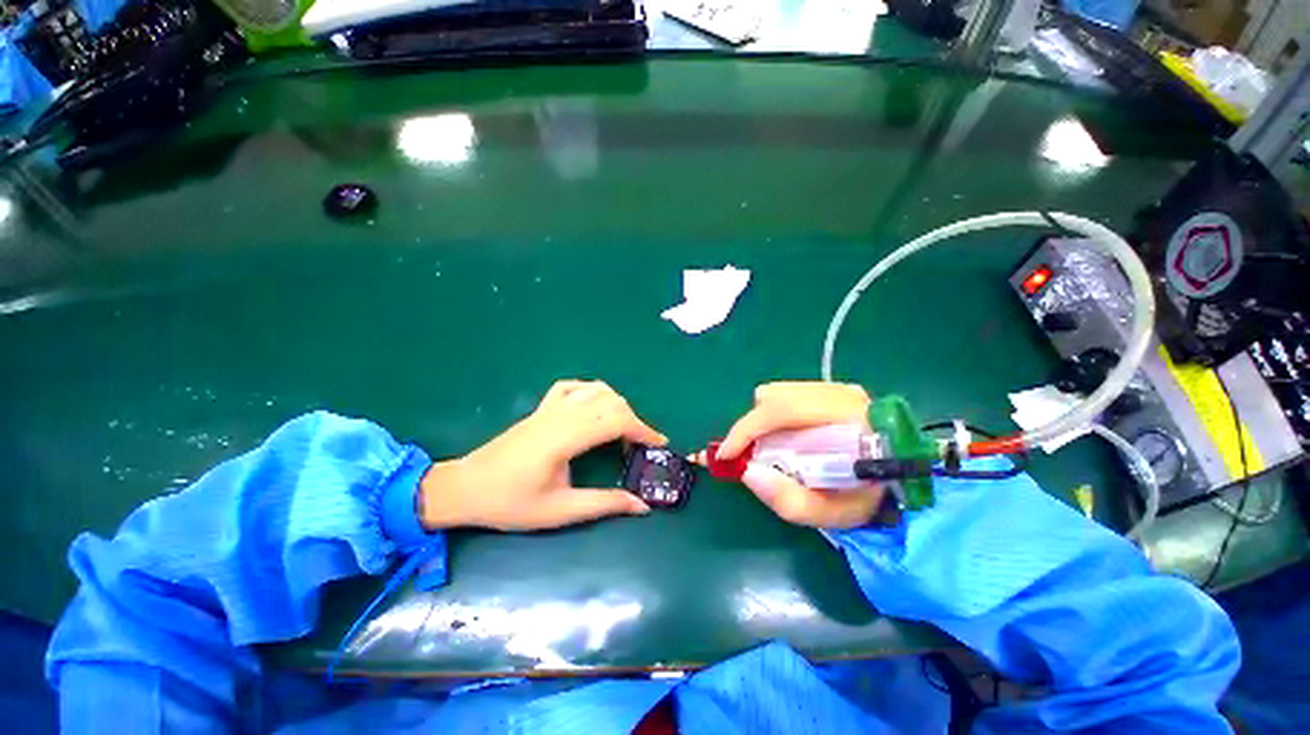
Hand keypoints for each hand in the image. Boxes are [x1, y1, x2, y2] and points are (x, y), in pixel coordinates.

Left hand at [419, 380, 666, 530]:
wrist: (465, 488)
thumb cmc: (510, 503)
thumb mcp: (559, 511)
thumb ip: (603, 504)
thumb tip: (641, 506)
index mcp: (563, 439)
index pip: (615, 420)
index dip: (642, 429)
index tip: (659, 444)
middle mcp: (559, 415)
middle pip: (610, 401)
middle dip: (634, 420)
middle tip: (640, 445)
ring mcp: (548, 407)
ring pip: (595, 389)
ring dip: (617, 404)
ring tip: (622, 428)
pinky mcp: (541, 407)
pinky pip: (573, 387)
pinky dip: (592, 391)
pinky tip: (595, 407)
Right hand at [717, 382, 884, 528]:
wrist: (896, 480)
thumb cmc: (866, 499)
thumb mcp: (831, 514)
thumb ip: (789, 500)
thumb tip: (747, 471)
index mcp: (848, 418)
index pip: (783, 411)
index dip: (746, 430)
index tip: (725, 455)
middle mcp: (840, 393)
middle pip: (774, 397)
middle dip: (751, 427)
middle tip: (745, 455)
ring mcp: (834, 387)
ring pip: (775, 393)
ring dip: (761, 422)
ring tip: (769, 449)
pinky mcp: (828, 389)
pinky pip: (784, 395)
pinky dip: (772, 417)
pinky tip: (784, 438)